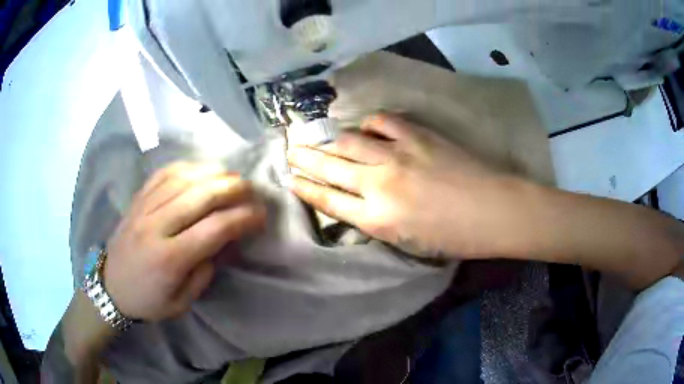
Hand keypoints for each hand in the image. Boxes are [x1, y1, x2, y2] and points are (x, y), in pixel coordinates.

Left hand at [104, 163, 265, 320]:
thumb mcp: (182, 301)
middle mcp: (156, 226)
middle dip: (233, 188)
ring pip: (183, 178)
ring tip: (232, 177)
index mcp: (170, 259)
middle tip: (252, 190)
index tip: (261, 216)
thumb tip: (226, 241)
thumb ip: (205, 271)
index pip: (214, 228)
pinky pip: (164, 173)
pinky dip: (187, 167)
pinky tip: (201, 169)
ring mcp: (144, 208)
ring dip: (213, 173)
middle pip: (200, 195)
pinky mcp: (137, 199)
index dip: (243, 218)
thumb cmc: (148, 300)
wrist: (110, 287)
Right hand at [287, 113, 525, 259]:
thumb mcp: (408, 243)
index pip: (328, 200)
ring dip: (330, 139)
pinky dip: (369, 124)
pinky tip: (366, 128)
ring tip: (319, 137)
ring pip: (350, 141)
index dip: (305, 188)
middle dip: (305, 158)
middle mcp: (379, 184)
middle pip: (330, 166)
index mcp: (377, 219)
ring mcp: (398, 154)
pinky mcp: (417, 135)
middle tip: (290, 150)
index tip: (290, 178)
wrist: (494, 210)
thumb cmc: (455, 237)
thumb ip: (377, 222)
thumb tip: (357, 203)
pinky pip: (382, 122)